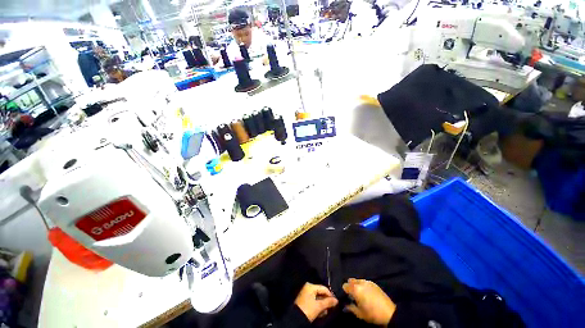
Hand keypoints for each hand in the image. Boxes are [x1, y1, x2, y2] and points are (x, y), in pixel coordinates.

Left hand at [294, 282, 338, 321]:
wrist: (296, 318)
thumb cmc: (308, 309)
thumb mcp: (319, 306)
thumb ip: (328, 302)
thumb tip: (336, 300)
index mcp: (310, 286)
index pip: (323, 288)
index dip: (330, 295)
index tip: (335, 303)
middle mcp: (308, 288)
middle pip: (321, 293)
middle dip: (326, 301)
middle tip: (331, 308)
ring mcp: (306, 294)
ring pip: (318, 298)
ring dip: (323, 305)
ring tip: (326, 312)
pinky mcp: (305, 301)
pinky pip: (314, 301)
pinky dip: (318, 307)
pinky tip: (321, 313)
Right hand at [343, 278, 395, 325]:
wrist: (389, 313)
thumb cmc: (372, 314)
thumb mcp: (360, 314)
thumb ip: (350, 308)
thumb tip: (345, 305)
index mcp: (355, 289)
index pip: (345, 285)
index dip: (344, 291)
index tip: (346, 296)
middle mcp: (360, 283)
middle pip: (351, 280)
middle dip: (350, 286)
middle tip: (352, 294)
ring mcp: (367, 282)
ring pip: (358, 280)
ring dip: (357, 285)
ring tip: (360, 293)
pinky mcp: (374, 283)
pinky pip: (365, 282)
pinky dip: (363, 285)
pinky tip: (366, 292)